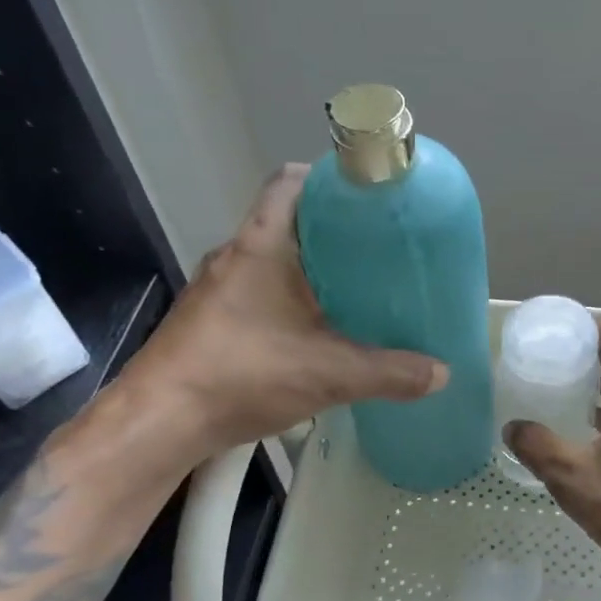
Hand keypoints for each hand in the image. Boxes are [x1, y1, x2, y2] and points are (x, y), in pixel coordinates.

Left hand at [108, 164, 446, 459]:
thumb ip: (389, 373)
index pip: (290, 181)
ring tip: (357, 292)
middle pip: (288, 222)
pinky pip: (259, 294)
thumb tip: (441, 373)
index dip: (329, 179)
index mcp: (261, 245)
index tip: (367, 200)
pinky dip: (290, 302)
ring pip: (273, 262)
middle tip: (377, 252)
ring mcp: (217, 290)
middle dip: (333, 233)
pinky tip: (316, 334)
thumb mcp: (329, 374)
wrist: (159, 421)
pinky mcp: (210, 321)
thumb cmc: (241, 374)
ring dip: (311, 271)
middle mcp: (235, 256)